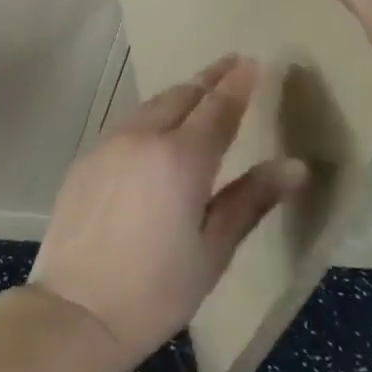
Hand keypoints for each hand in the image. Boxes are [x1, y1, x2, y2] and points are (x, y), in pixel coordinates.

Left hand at [28, 55, 306, 371]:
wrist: (76, 309)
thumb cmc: (156, 290)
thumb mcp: (213, 250)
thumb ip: (251, 199)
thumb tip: (296, 166)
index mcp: (181, 157)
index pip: (217, 107)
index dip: (237, 83)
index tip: (252, 62)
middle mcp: (143, 137)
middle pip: (181, 96)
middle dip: (208, 79)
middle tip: (230, 66)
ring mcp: (109, 143)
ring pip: (150, 105)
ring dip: (178, 95)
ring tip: (198, 91)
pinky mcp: (86, 157)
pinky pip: (127, 123)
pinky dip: (150, 115)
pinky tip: (156, 127)